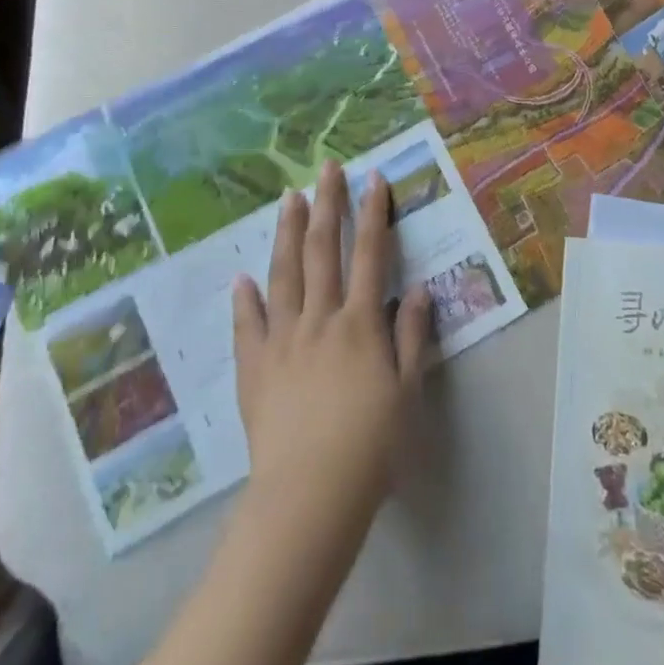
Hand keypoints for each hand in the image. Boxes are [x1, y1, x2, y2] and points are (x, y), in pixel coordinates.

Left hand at [231, 161, 432, 558]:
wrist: (309, 496)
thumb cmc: (370, 447)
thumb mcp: (408, 392)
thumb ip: (413, 336)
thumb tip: (422, 288)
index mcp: (361, 323)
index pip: (371, 255)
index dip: (373, 214)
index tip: (373, 179)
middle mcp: (321, 319)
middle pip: (323, 250)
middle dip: (327, 205)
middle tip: (326, 168)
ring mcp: (283, 340)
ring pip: (284, 274)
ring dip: (287, 233)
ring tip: (288, 198)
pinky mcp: (255, 367)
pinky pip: (247, 325)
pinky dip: (245, 299)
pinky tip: (242, 277)